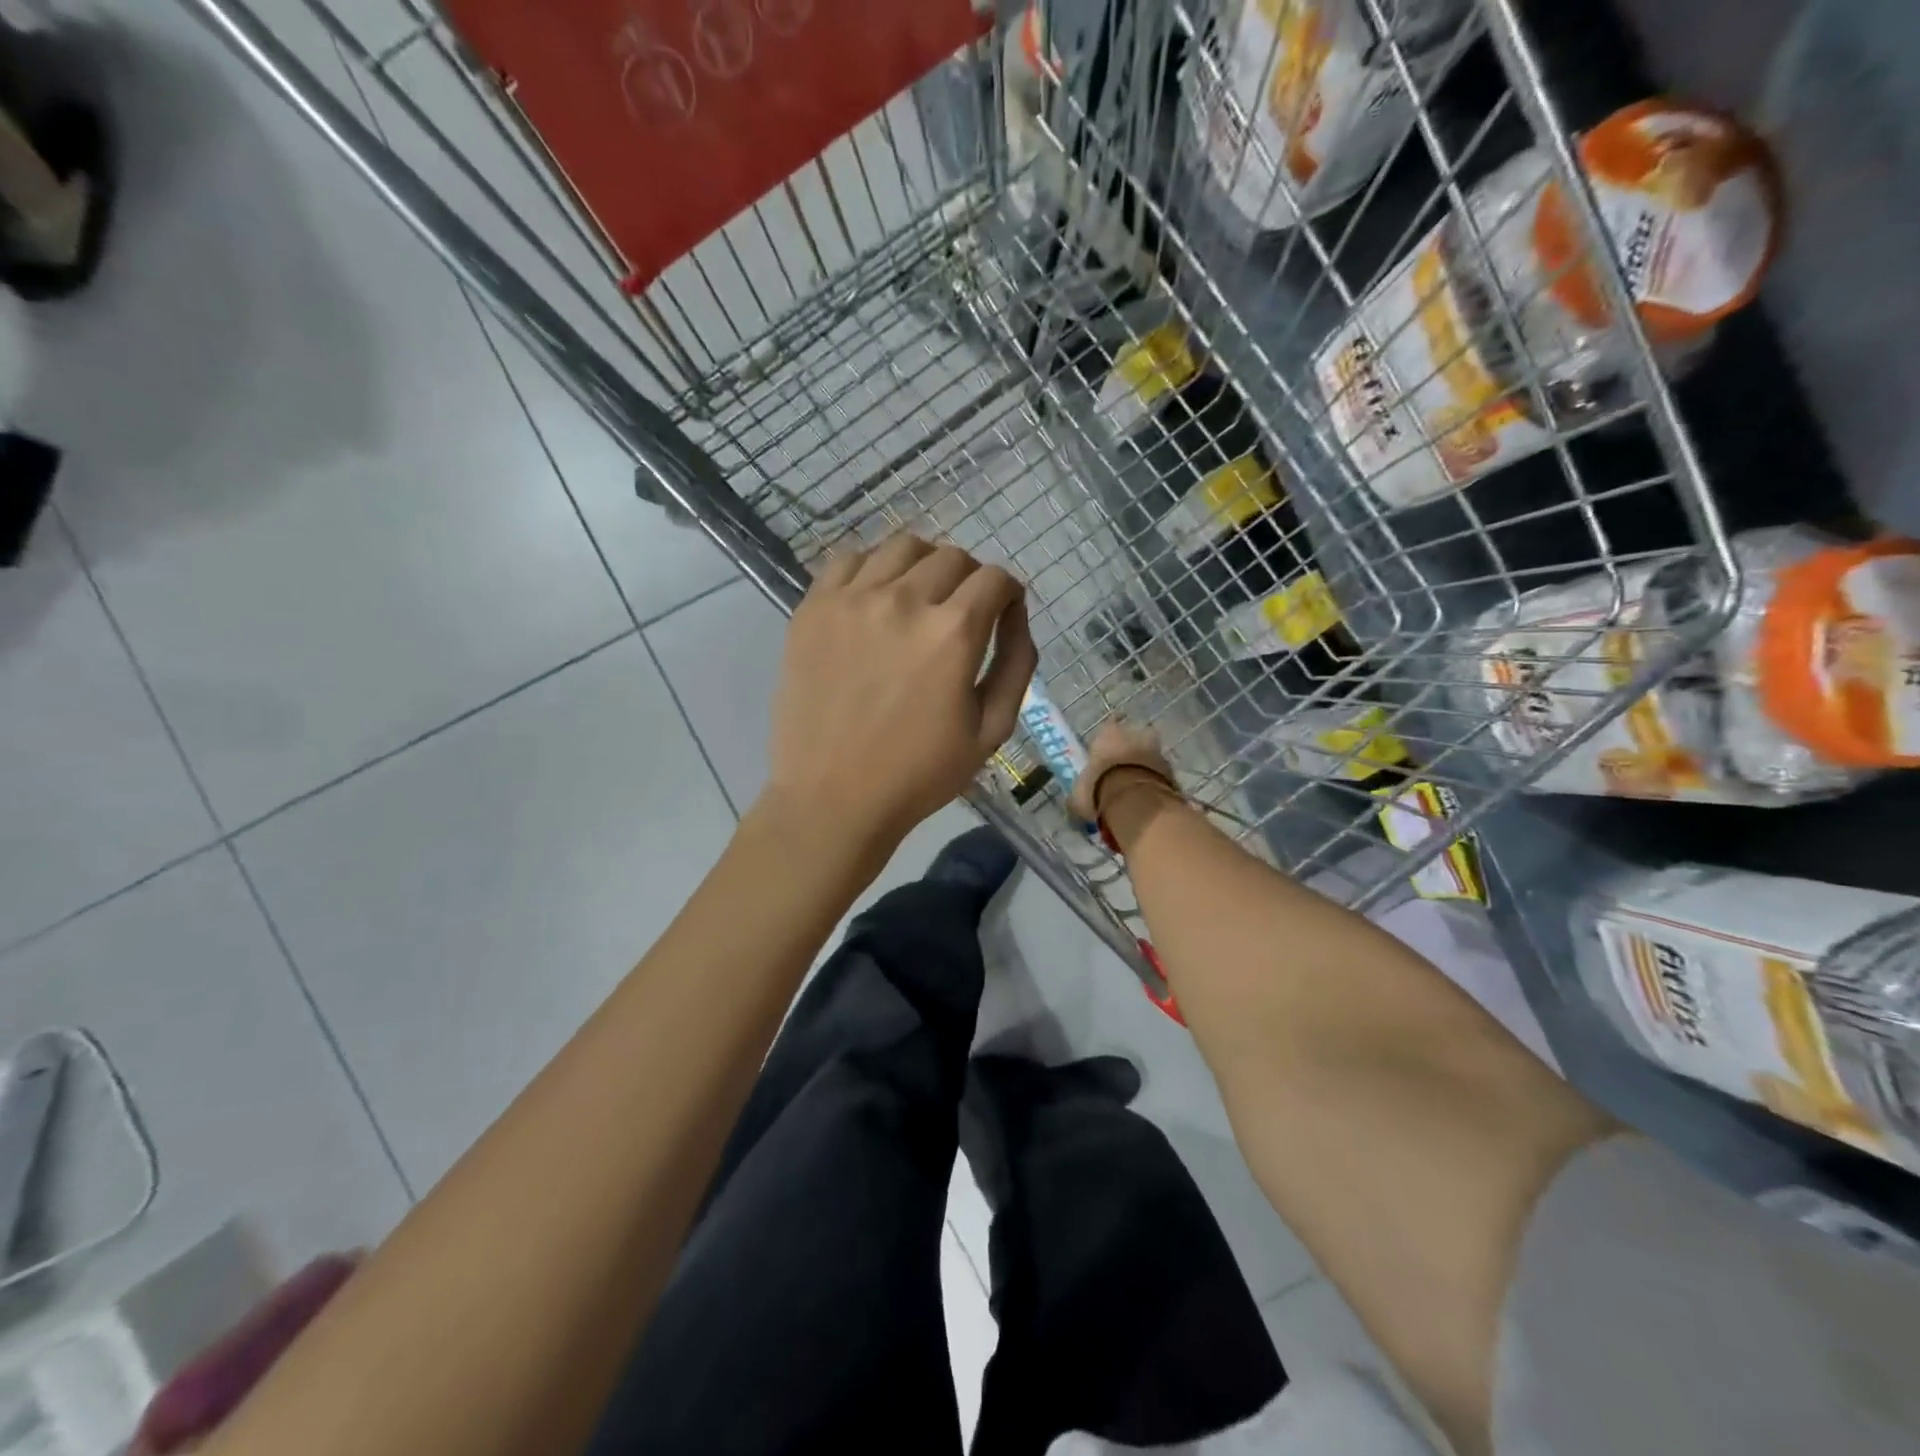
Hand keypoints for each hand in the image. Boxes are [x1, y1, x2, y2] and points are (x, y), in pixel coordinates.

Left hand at [763, 534, 1037, 848]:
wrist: (832, 797)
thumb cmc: (919, 774)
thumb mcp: (992, 730)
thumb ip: (1016, 663)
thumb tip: (1016, 613)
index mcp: (953, 632)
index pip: (995, 579)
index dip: (1007, 593)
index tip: (1002, 613)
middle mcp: (904, 600)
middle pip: (952, 557)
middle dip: (970, 579)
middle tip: (961, 613)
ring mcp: (852, 599)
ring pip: (902, 546)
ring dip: (923, 564)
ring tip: (919, 598)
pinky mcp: (813, 608)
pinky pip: (849, 559)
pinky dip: (872, 568)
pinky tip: (874, 598)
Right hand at [1068, 718, 1176, 824]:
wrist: (1137, 801)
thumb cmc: (1099, 789)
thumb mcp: (1078, 795)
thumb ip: (1079, 793)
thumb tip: (1075, 802)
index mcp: (1108, 734)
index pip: (1108, 727)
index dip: (1107, 741)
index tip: (1104, 753)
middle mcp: (1135, 734)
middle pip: (1134, 737)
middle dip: (1130, 750)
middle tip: (1122, 769)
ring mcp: (1157, 750)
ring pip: (1150, 754)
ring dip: (1145, 766)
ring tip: (1137, 786)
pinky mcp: (1172, 770)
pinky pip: (1161, 773)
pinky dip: (1156, 781)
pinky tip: (1149, 797)